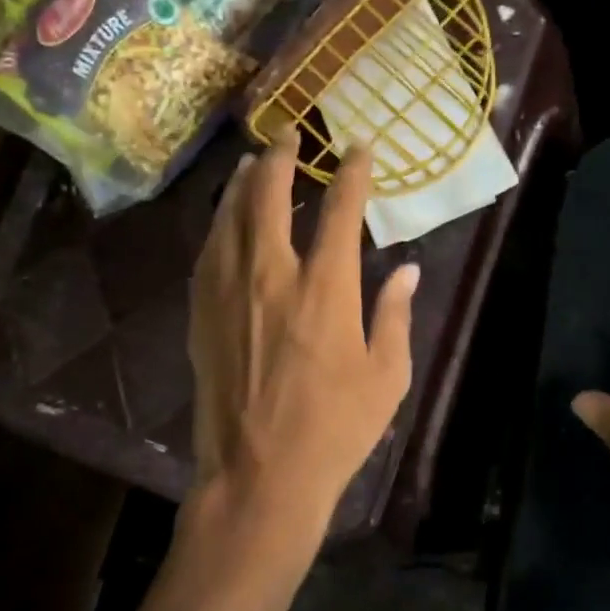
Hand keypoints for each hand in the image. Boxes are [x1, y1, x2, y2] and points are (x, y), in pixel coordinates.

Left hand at [189, 129, 417, 545]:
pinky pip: (207, 254)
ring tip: (252, 163)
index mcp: (326, 290)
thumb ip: (394, 316)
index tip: (359, 149)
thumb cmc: (335, 430)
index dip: (352, 174)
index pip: (339, 210)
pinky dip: (218, 225)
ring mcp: (228, 294)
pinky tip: (224, 219)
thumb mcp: (387, 378)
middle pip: (269, 198)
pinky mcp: (201, 316)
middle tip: (288, 135)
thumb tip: (407, 272)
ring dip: (242, 184)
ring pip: (230, 218)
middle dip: (281, 159)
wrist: (259, 475)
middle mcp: (272, 277)